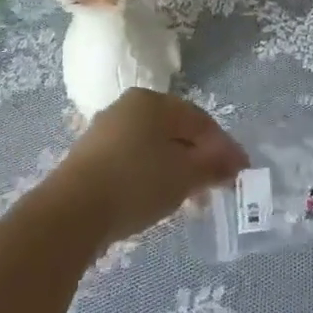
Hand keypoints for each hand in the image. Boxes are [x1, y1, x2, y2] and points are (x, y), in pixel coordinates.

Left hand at [52, 90, 248, 248]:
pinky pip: (133, 159)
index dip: (224, 147)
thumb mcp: (184, 175)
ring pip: (154, 146)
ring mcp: (107, 130)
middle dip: (200, 157)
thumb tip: (235, 162)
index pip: (200, 120)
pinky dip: (152, 174)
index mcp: (153, 101)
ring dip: (177, 168)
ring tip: (190, 197)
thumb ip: (213, 165)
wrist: (71, 212)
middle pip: (176, 130)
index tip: (241, 173)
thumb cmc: (136, 182)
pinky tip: (158, 197)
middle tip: (217, 185)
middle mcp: (129, 106)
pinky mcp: (91, 156)